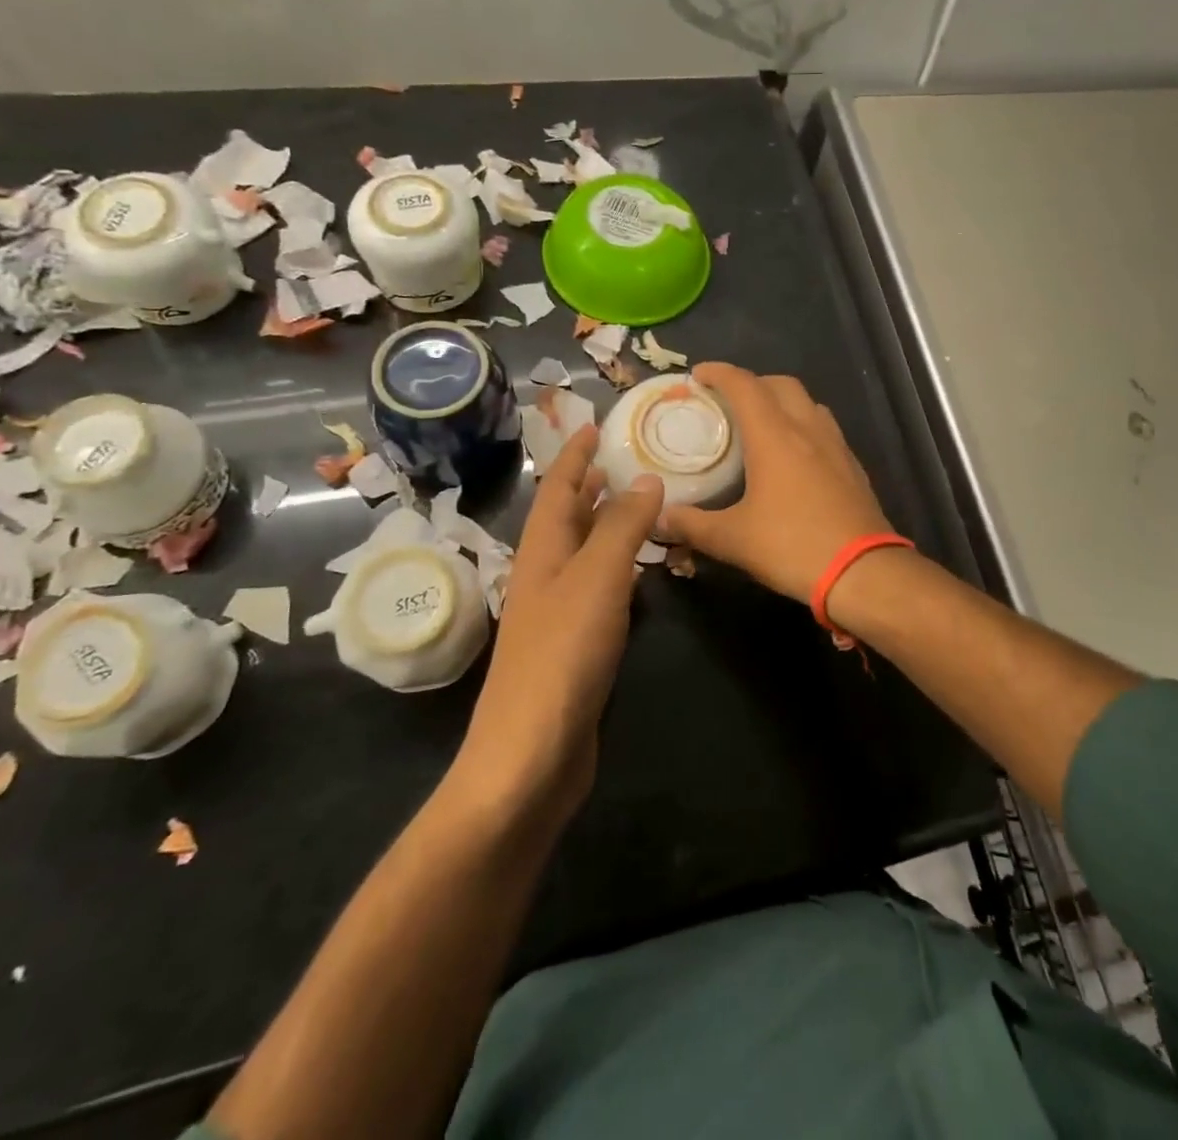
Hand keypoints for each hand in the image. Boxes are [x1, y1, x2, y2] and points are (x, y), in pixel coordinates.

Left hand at [455, 425, 662, 818]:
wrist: (532, 753)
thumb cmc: (563, 655)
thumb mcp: (598, 579)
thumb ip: (623, 527)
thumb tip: (645, 478)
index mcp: (542, 551)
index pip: (558, 488)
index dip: (574, 454)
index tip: (592, 424)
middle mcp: (545, 574)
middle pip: (566, 517)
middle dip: (588, 484)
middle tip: (620, 458)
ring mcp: (557, 612)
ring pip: (582, 552)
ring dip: (604, 523)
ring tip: (635, 502)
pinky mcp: (574, 645)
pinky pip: (597, 588)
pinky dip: (617, 567)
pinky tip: (639, 573)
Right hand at [660, 364, 895, 603]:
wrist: (863, 571)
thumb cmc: (793, 546)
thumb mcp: (733, 539)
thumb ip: (692, 524)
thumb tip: (660, 517)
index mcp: (775, 436)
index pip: (744, 385)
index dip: (719, 373)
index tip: (698, 375)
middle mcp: (808, 429)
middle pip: (780, 384)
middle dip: (752, 382)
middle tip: (728, 402)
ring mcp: (836, 446)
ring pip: (807, 403)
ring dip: (782, 402)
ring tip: (761, 425)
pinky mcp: (853, 466)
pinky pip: (824, 428)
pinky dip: (803, 426)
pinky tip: (794, 457)